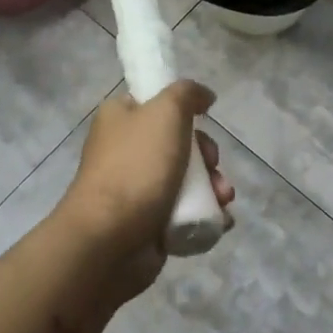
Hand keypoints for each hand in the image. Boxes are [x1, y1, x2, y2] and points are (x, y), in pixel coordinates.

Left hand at [61, 80, 234, 299]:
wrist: (110, 239)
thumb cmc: (136, 167)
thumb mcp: (165, 112)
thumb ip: (187, 93)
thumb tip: (205, 96)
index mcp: (120, 119)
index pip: (155, 103)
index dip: (184, 110)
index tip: (202, 121)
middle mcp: (126, 151)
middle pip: (180, 144)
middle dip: (207, 157)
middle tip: (213, 165)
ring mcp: (137, 189)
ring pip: (188, 179)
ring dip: (213, 187)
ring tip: (222, 198)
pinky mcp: (150, 222)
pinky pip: (187, 212)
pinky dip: (206, 214)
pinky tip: (220, 219)